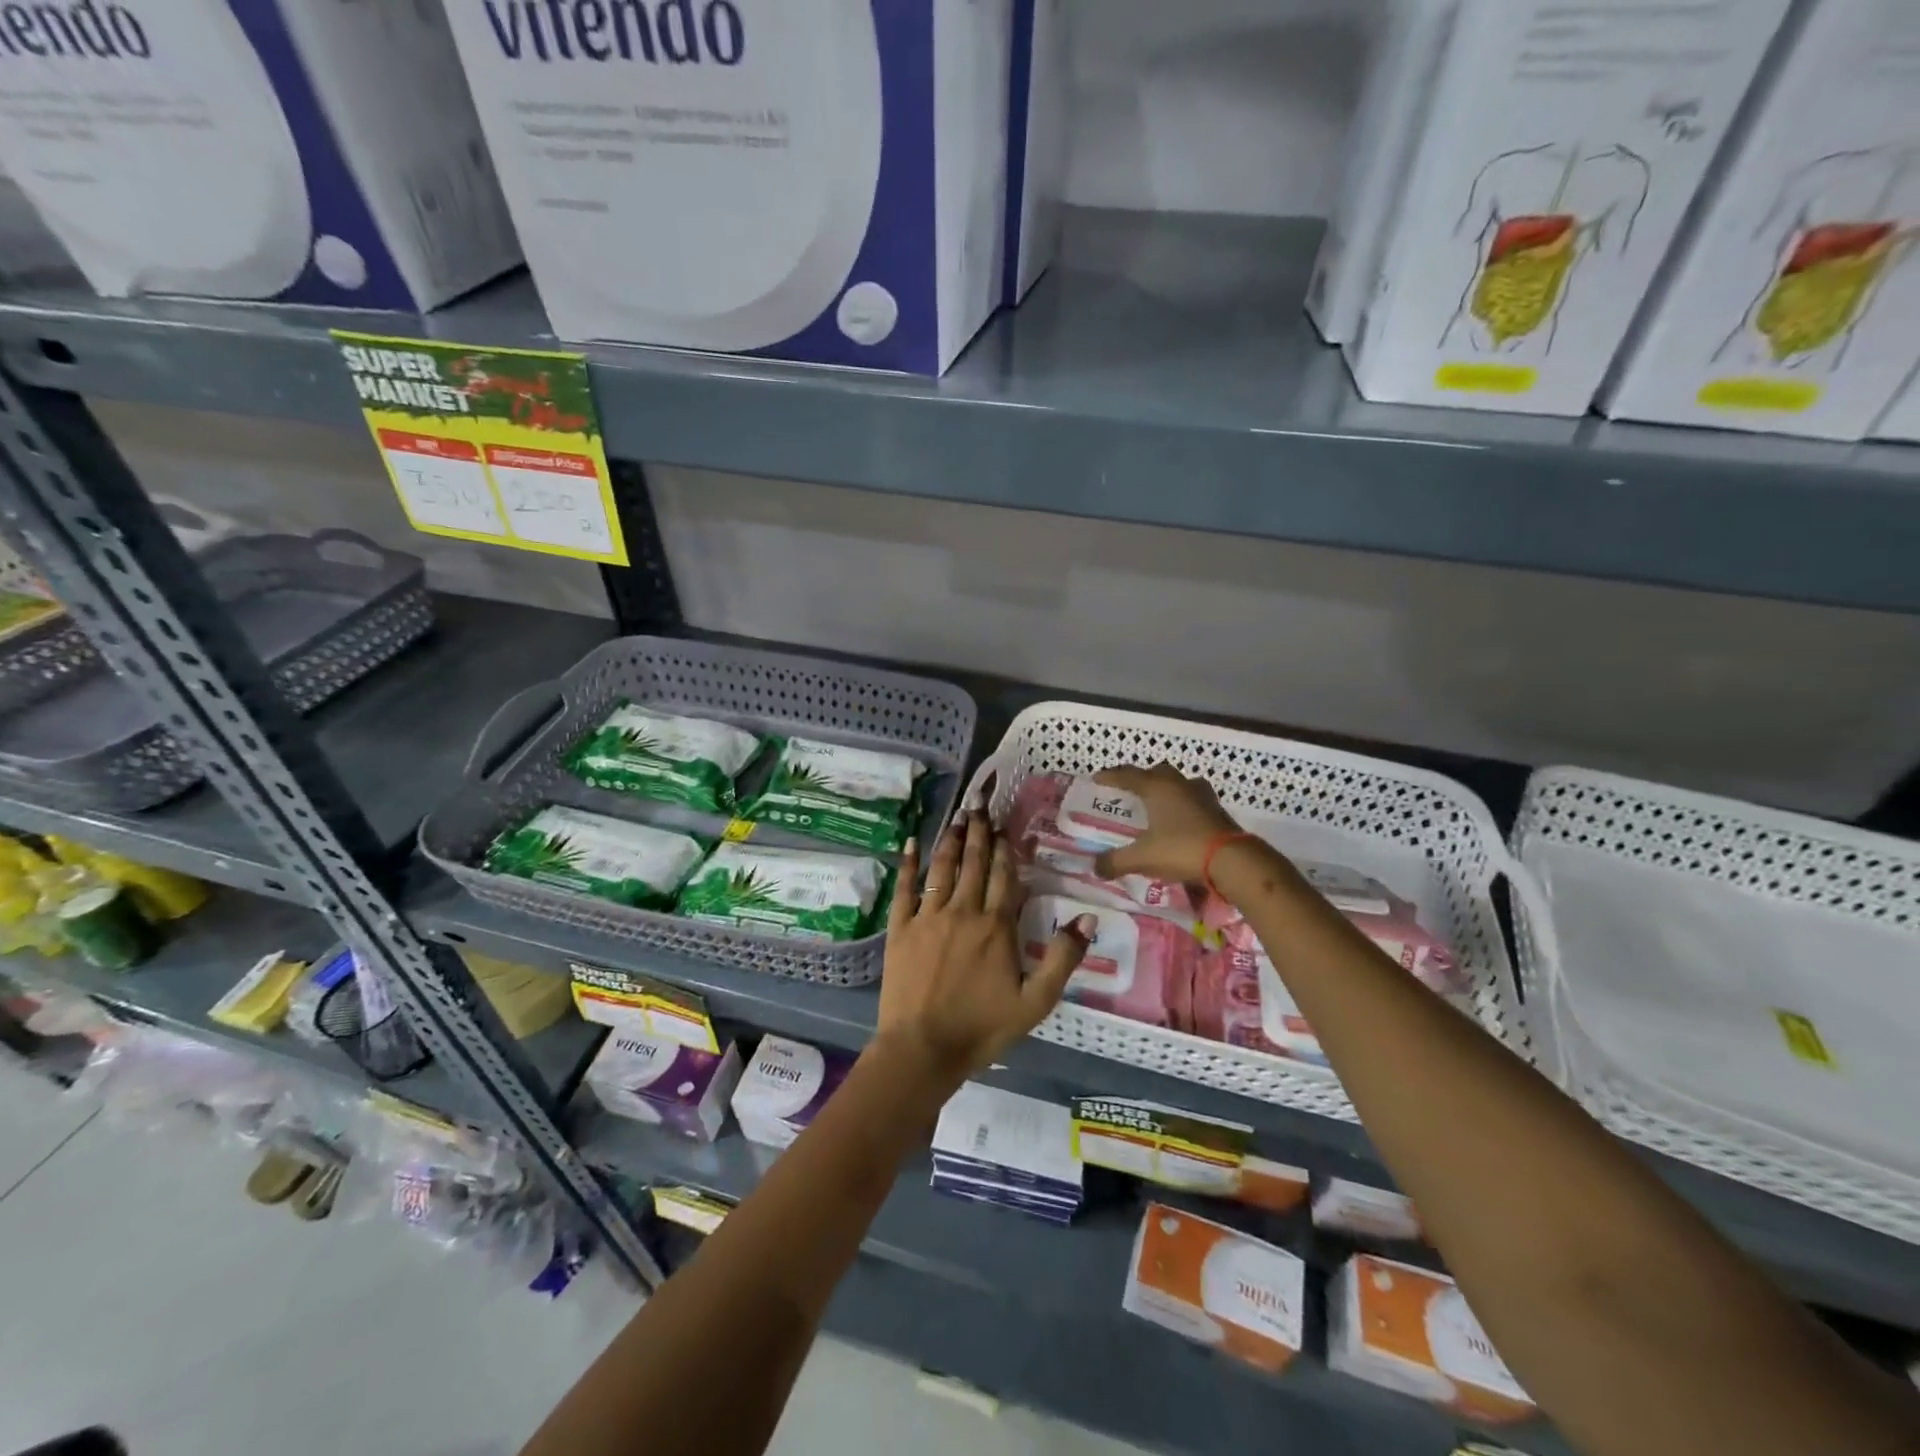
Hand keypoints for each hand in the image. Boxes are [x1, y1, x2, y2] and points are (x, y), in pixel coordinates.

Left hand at [874, 811, 1092, 1089]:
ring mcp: (928, 917)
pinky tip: (911, 844)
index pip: (1004, 877)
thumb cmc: (983, 1027)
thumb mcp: (1036, 1001)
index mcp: (996, 927)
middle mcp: (963, 912)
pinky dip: (907, 865)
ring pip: (942, 869)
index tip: (1004, 826)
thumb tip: (1089, 917)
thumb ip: (1063, 957)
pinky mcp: (901, 928)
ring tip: (956, 816)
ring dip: (950, 840)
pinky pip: (904, 889)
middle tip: (978, 805)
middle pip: (974, 864)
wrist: (923, 1047)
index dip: (1005, 849)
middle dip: (978, 832)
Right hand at [1091, 763, 1242, 882]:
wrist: (1232, 861)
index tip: (1097, 779)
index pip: (1128, 775)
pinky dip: (1183, 806)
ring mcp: (1202, 796)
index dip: (1111, 776)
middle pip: (1158, 772)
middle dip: (1142, 778)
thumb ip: (1116, 861)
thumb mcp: (1142, 858)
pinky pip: (1194, 800)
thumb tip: (1095, 867)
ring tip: (1157, 803)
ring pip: (1180, 783)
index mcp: (1157, 788)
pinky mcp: (1217, 811)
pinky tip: (1179, 821)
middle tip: (1130, 790)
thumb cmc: (1181, 849)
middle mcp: (1179, 785)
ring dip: (1167, 789)